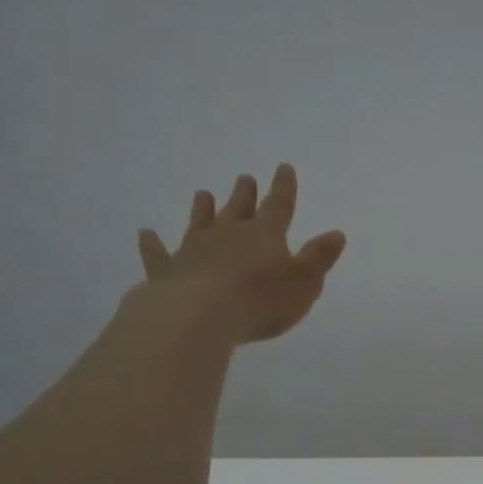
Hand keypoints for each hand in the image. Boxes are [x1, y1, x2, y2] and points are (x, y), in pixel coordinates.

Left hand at [135, 165, 346, 344]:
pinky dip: (152, 244)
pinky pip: (159, 253)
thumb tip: (337, 233)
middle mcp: (229, 234)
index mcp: (265, 235)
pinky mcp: (168, 270)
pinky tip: (145, 233)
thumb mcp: (304, 282)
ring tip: (203, 194)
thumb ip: (319, 258)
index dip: (283, 187)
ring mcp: (195, 249)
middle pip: (239, 209)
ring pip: (200, 222)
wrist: (201, 315)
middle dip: (245, 194)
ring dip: (203, 209)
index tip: (283, 168)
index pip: (279, 206)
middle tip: (244, 179)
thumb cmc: (261, 300)